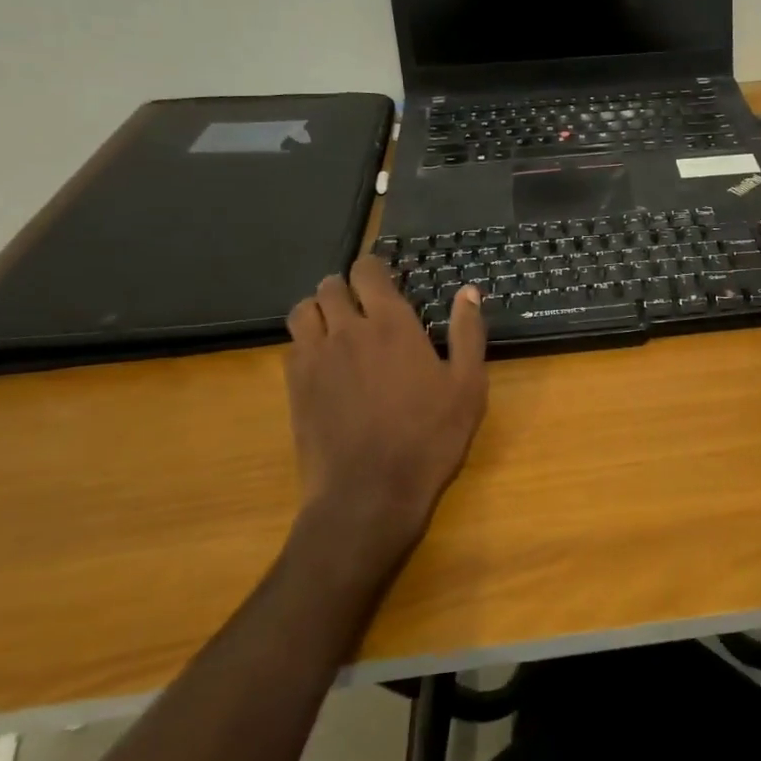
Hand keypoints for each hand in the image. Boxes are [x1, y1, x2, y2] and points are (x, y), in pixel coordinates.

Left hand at [283, 260, 488, 570]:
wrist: (369, 493)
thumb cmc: (429, 437)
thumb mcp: (467, 386)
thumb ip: (467, 333)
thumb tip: (469, 291)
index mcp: (392, 324)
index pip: (367, 272)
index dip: (373, 267)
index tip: (385, 277)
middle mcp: (347, 330)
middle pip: (330, 286)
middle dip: (346, 286)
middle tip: (364, 303)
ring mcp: (315, 358)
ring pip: (304, 310)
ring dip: (320, 308)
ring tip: (338, 325)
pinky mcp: (295, 386)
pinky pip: (292, 345)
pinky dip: (307, 341)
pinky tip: (324, 361)